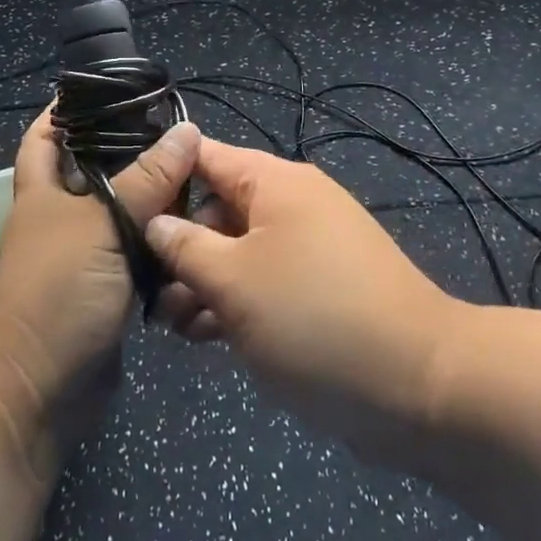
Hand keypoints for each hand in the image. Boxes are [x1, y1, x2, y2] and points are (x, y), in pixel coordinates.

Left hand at [0, 110, 197, 470]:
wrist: (39, 392)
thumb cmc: (57, 293)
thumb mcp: (102, 226)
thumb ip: (147, 180)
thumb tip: (187, 131)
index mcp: (44, 192)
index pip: (45, 136)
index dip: (65, 110)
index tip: (107, 89)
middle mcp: (63, 217)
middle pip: (96, 170)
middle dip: (132, 151)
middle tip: (178, 132)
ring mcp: (86, 254)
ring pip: (125, 212)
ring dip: (156, 198)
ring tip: (199, 172)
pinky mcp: (110, 287)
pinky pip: (142, 252)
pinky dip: (164, 240)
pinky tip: (197, 226)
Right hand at [146, 137, 460, 461]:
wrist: (420, 384)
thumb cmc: (314, 317)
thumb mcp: (234, 281)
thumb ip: (185, 247)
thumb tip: (154, 220)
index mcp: (273, 182)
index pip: (204, 156)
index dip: (162, 177)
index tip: (121, 211)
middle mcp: (291, 203)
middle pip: (218, 207)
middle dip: (181, 246)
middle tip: (148, 292)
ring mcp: (308, 247)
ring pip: (238, 250)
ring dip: (203, 282)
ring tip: (174, 326)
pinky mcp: (319, 289)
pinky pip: (265, 281)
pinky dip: (235, 301)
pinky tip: (207, 337)